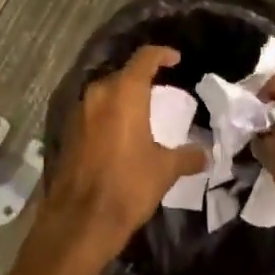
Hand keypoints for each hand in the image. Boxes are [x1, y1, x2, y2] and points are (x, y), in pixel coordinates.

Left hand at [37, 46, 207, 268]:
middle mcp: (99, 93)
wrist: (80, 220)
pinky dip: (109, 114)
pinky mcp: (68, 130)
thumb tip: (206, 153)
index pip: (145, 58)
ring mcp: (80, 111)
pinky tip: (120, 133)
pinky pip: (94, 111)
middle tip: (161, 91)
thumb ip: (187, 156)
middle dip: (142, 79)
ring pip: (106, 93)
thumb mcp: (164, 170)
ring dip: (123, 97)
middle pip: (123, 74)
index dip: (162, 54)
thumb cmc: (128, 185)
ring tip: (142, 113)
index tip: (175, 59)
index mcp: (124, 92)